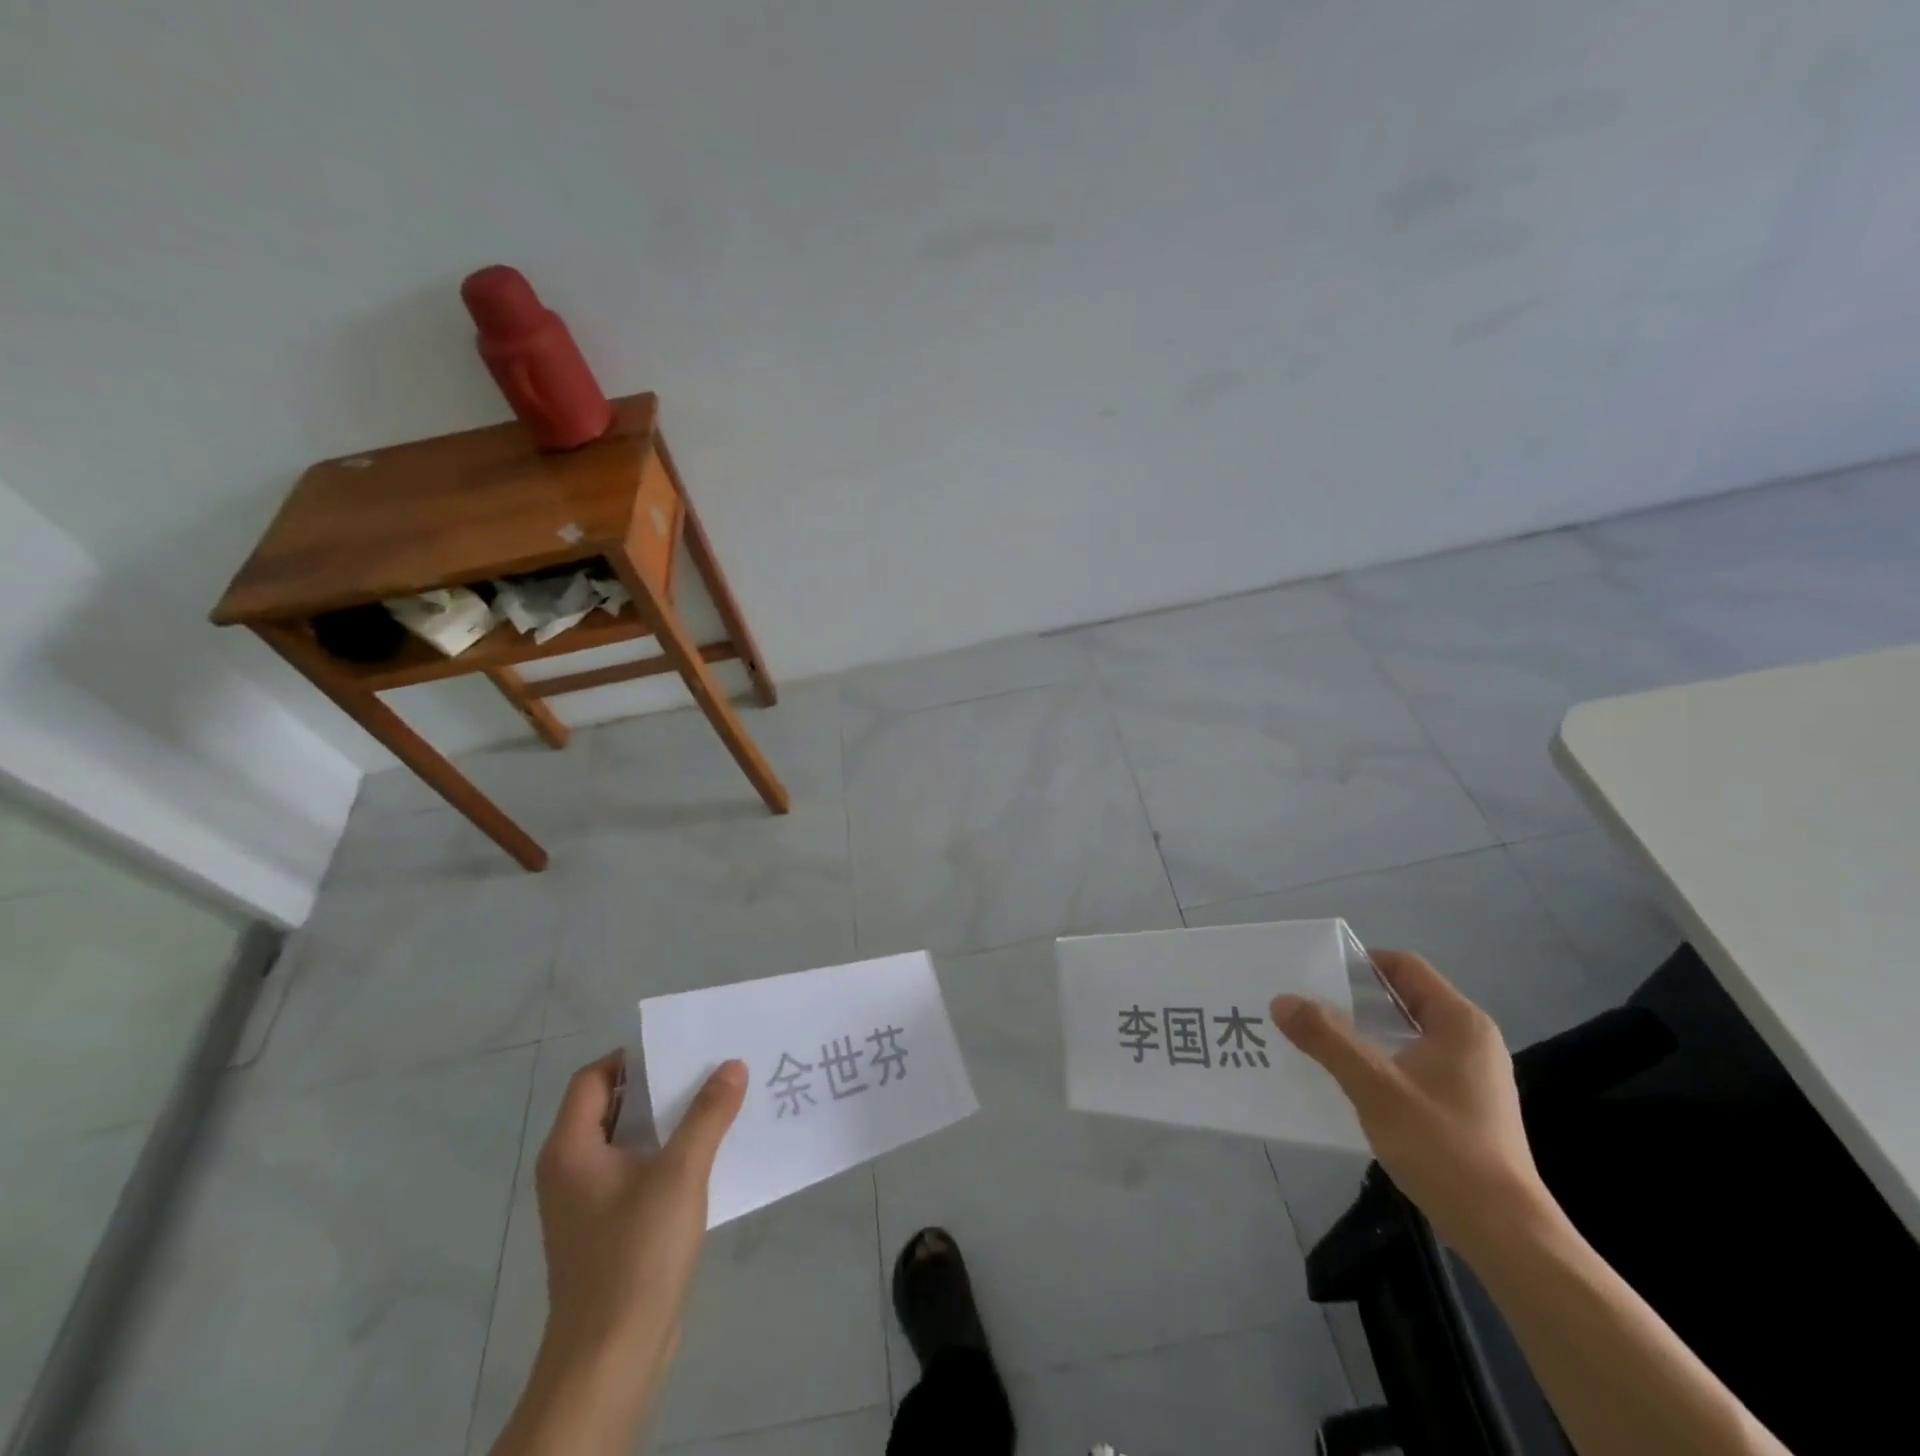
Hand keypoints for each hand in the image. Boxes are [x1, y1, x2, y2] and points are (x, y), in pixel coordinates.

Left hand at [518, 1052, 745, 1445]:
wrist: (611, 1358)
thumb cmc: (637, 1253)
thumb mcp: (680, 1173)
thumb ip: (708, 1114)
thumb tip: (732, 1065)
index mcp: (572, 1149)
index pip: (594, 1078)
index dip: (633, 1058)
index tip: (680, 1049)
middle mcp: (571, 1170)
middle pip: (612, 1107)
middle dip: (659, 1086)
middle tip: (708, 1067)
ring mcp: (588, 1204)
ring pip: (629, 1142)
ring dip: (668, 1122)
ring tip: (719, 1102)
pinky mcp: (608, 1231)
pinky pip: (637, 1173)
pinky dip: (667, 1155)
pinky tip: (709, 1154)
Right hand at [1271, 950, 1558, 1263]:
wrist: (1504, 1233)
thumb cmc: (1442, 1146)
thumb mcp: (1374, 1087)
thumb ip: (1327, 1038)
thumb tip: (1282, 999)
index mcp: (1460, 1023)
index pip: (1405, 966)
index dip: (1360, 963)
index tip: (1315, 973)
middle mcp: (1471, 1040)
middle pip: (1404, 998)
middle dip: (1354, 998)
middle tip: (1306, 1004)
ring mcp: (1471, 1075)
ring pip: (1406, 1033)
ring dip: (1363, 1031)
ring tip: (1316, 1038)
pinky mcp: (1465, 1105)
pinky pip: (1413, 1063)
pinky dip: (1380, 1060)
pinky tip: (1347, 1079)